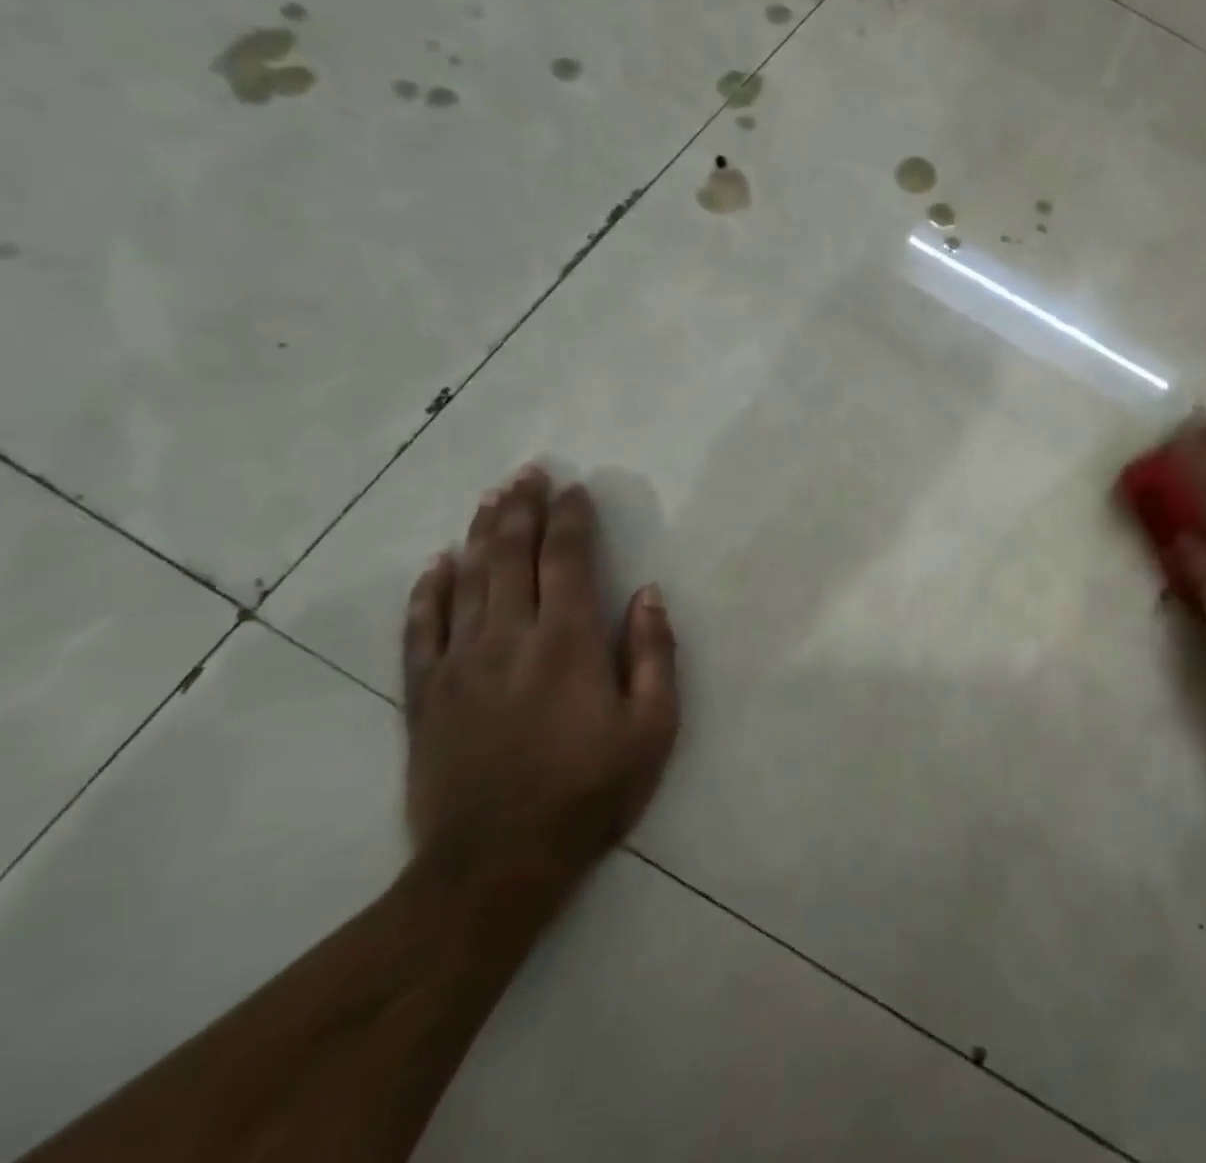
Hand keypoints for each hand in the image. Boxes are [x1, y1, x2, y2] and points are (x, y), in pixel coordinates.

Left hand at [401, 466, 678, 894]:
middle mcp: (509, 639)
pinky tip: (436, 563)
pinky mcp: (424, 696)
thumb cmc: (590, 792)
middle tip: (527, 472)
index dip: (571, 519)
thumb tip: (647, 595)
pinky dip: (428, 591)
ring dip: (481, 534)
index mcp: (568, 642)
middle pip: (511, 557)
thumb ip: (653, 654)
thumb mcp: (652, 728)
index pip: (567, 560)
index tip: (575, 488)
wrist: (495, 864)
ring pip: (467, 581)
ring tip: (492, 498)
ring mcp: (460, 665)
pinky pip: (421, 630)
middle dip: (522, 509)